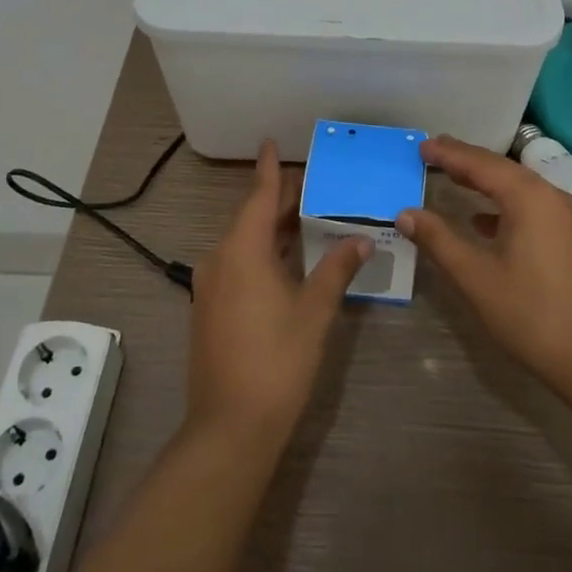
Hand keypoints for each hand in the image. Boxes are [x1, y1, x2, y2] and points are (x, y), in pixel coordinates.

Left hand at [186, 141, 369, 448]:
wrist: (229, 428)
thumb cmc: (276, 361)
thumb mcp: (314, 311)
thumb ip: (337, 269)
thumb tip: (362, 238)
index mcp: (242, 252)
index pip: (257, 197)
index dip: (267, 170)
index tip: (269, 142)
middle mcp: (219, 261)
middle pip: (249, 219)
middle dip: (276, 201)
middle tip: (306, 184)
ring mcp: (210, 287)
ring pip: (242, 244)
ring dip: (269, 229)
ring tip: (301, 217)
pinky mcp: (209, 310)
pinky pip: (236, 265)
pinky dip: (260, 253)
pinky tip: (284, 261)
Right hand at [398, 135, 571, 396]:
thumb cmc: (531, 314)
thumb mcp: (476, 277)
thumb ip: (439, 240)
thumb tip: (405, 213)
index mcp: (529, 198)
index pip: (481, 164)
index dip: (449, 153)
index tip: (421, 146)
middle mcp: (551, 197)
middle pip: (502, 170)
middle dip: (467, 161)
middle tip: (434, 151)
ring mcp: (567, 218)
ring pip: (519, 187)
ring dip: (485, 181)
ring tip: (454, 177)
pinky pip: (531, 206)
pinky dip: (504, 204)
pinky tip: (484, 222)